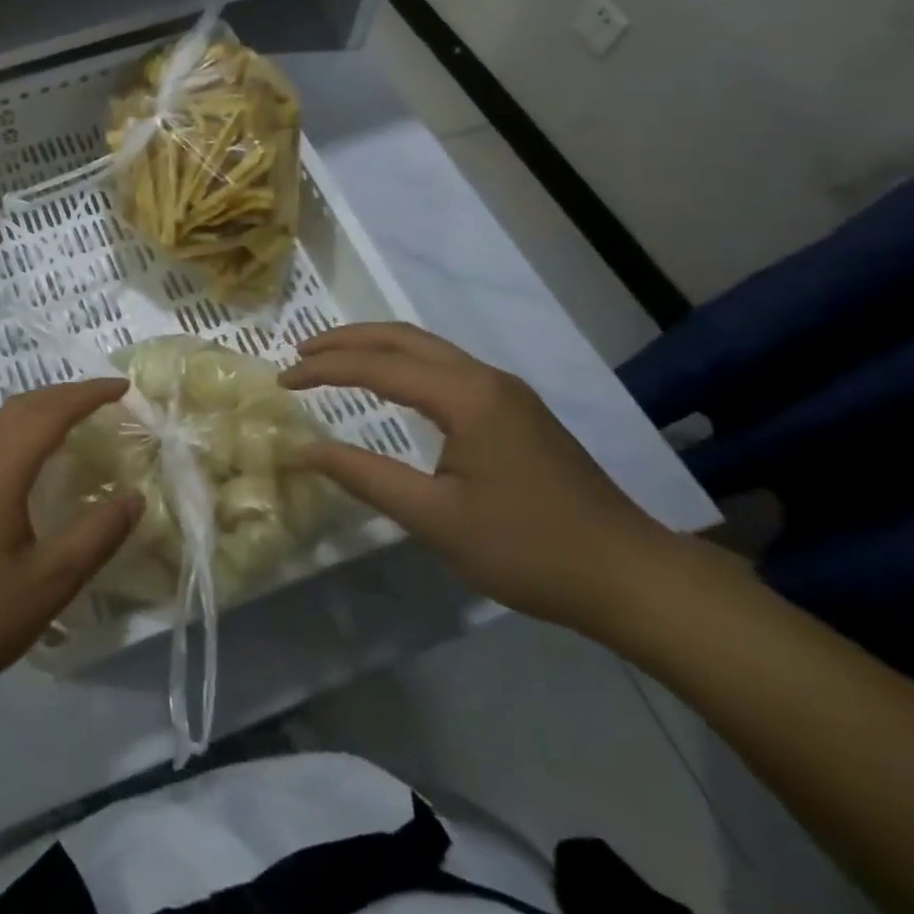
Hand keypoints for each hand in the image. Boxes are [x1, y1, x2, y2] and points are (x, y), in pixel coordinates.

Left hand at [0, 379, 139, 722]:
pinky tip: (22, 463)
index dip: (89, 393)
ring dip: (37, 410)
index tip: (123, 386)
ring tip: (69, 422)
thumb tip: (135, 496)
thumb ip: (97, 534)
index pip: (52, 411)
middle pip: (22, 406)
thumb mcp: (49, 583)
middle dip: (64, 394)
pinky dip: (15, 432)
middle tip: (104, 399)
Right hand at [279, 323, 682, 635]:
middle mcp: (485, 378)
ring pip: (426, 347)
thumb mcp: (435, 519)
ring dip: (374, 347)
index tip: (283, 380)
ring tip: (331, 360)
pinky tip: (388, 384)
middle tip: (300, 353)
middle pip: (403, 337)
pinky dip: (402, 364)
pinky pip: (445, 366)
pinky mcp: (515, 409)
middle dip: (346, 340)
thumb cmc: (529, 549)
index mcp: (467, 397)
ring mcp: (505, 390)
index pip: (378, 366)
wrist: (630, 575)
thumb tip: (302, 451)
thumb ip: (364, 477)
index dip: (325, 370)